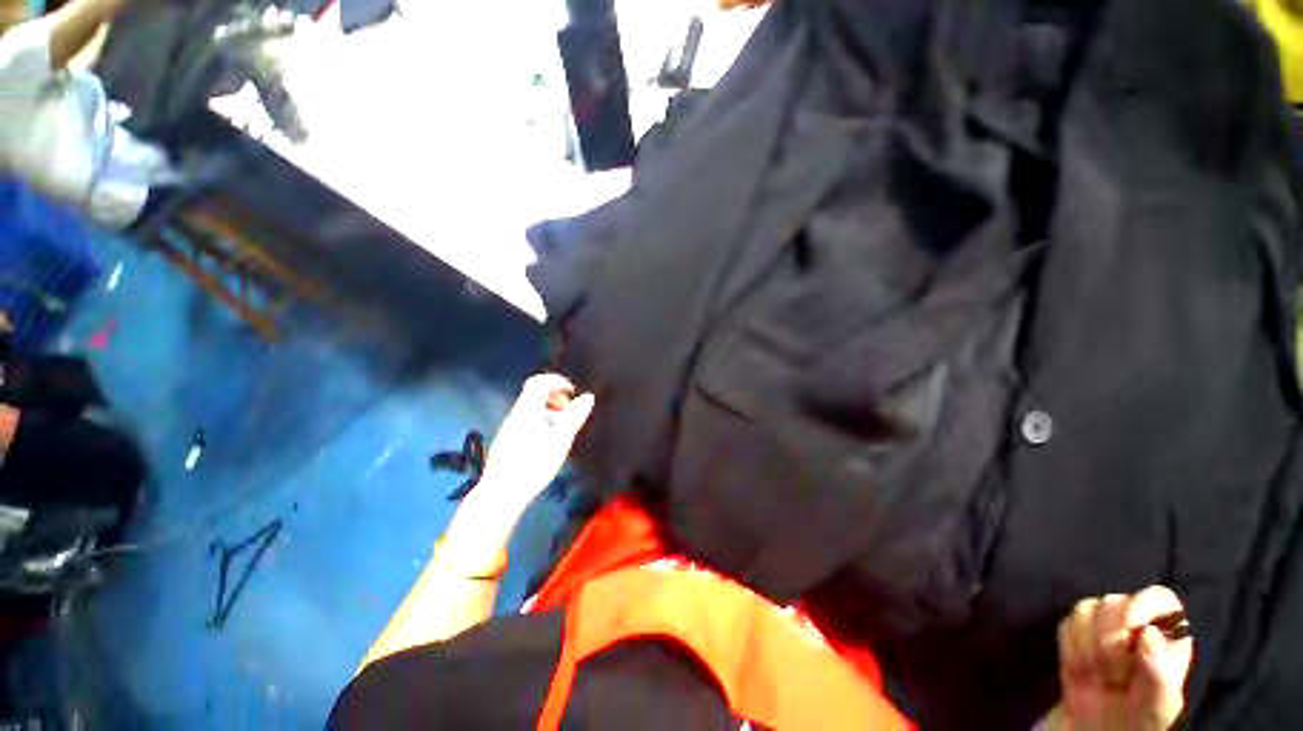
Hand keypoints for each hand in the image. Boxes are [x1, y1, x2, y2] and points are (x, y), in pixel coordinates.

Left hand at [478, 373, 594, 508]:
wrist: (502, 493)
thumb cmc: (534, 462)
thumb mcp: (561, 438)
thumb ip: (575, 416)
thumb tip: (588, 396)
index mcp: (527, 409)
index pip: (538, 382)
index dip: (557, 381)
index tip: (572, 391)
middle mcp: (516, 414)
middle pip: (534, 395)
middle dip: (555, 398)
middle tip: (570, 411)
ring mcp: (509, 429)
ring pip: (531, 410)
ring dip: (549, 412)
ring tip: (563, 428)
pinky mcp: (507, 442)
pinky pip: (527, 422)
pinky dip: (541, 423)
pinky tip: (549, 442)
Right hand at [1058, 586, 1193, 729]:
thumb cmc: (1138, 724)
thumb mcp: (1156, 708)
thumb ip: (1159, 675)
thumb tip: (1147, 634)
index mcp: (1167, 639)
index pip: (1160, 599)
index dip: (1143, 604)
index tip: (1131, 625)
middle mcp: (1135, 627)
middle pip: (1115, 603)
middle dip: (1108, 636)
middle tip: (1112, 674)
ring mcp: (1102, 631)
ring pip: (1086, 609)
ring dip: (1087, 644)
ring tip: (1096, 676)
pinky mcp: (1074, 637)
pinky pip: (1065, 624)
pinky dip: (1070, 647)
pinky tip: (1080, 671)